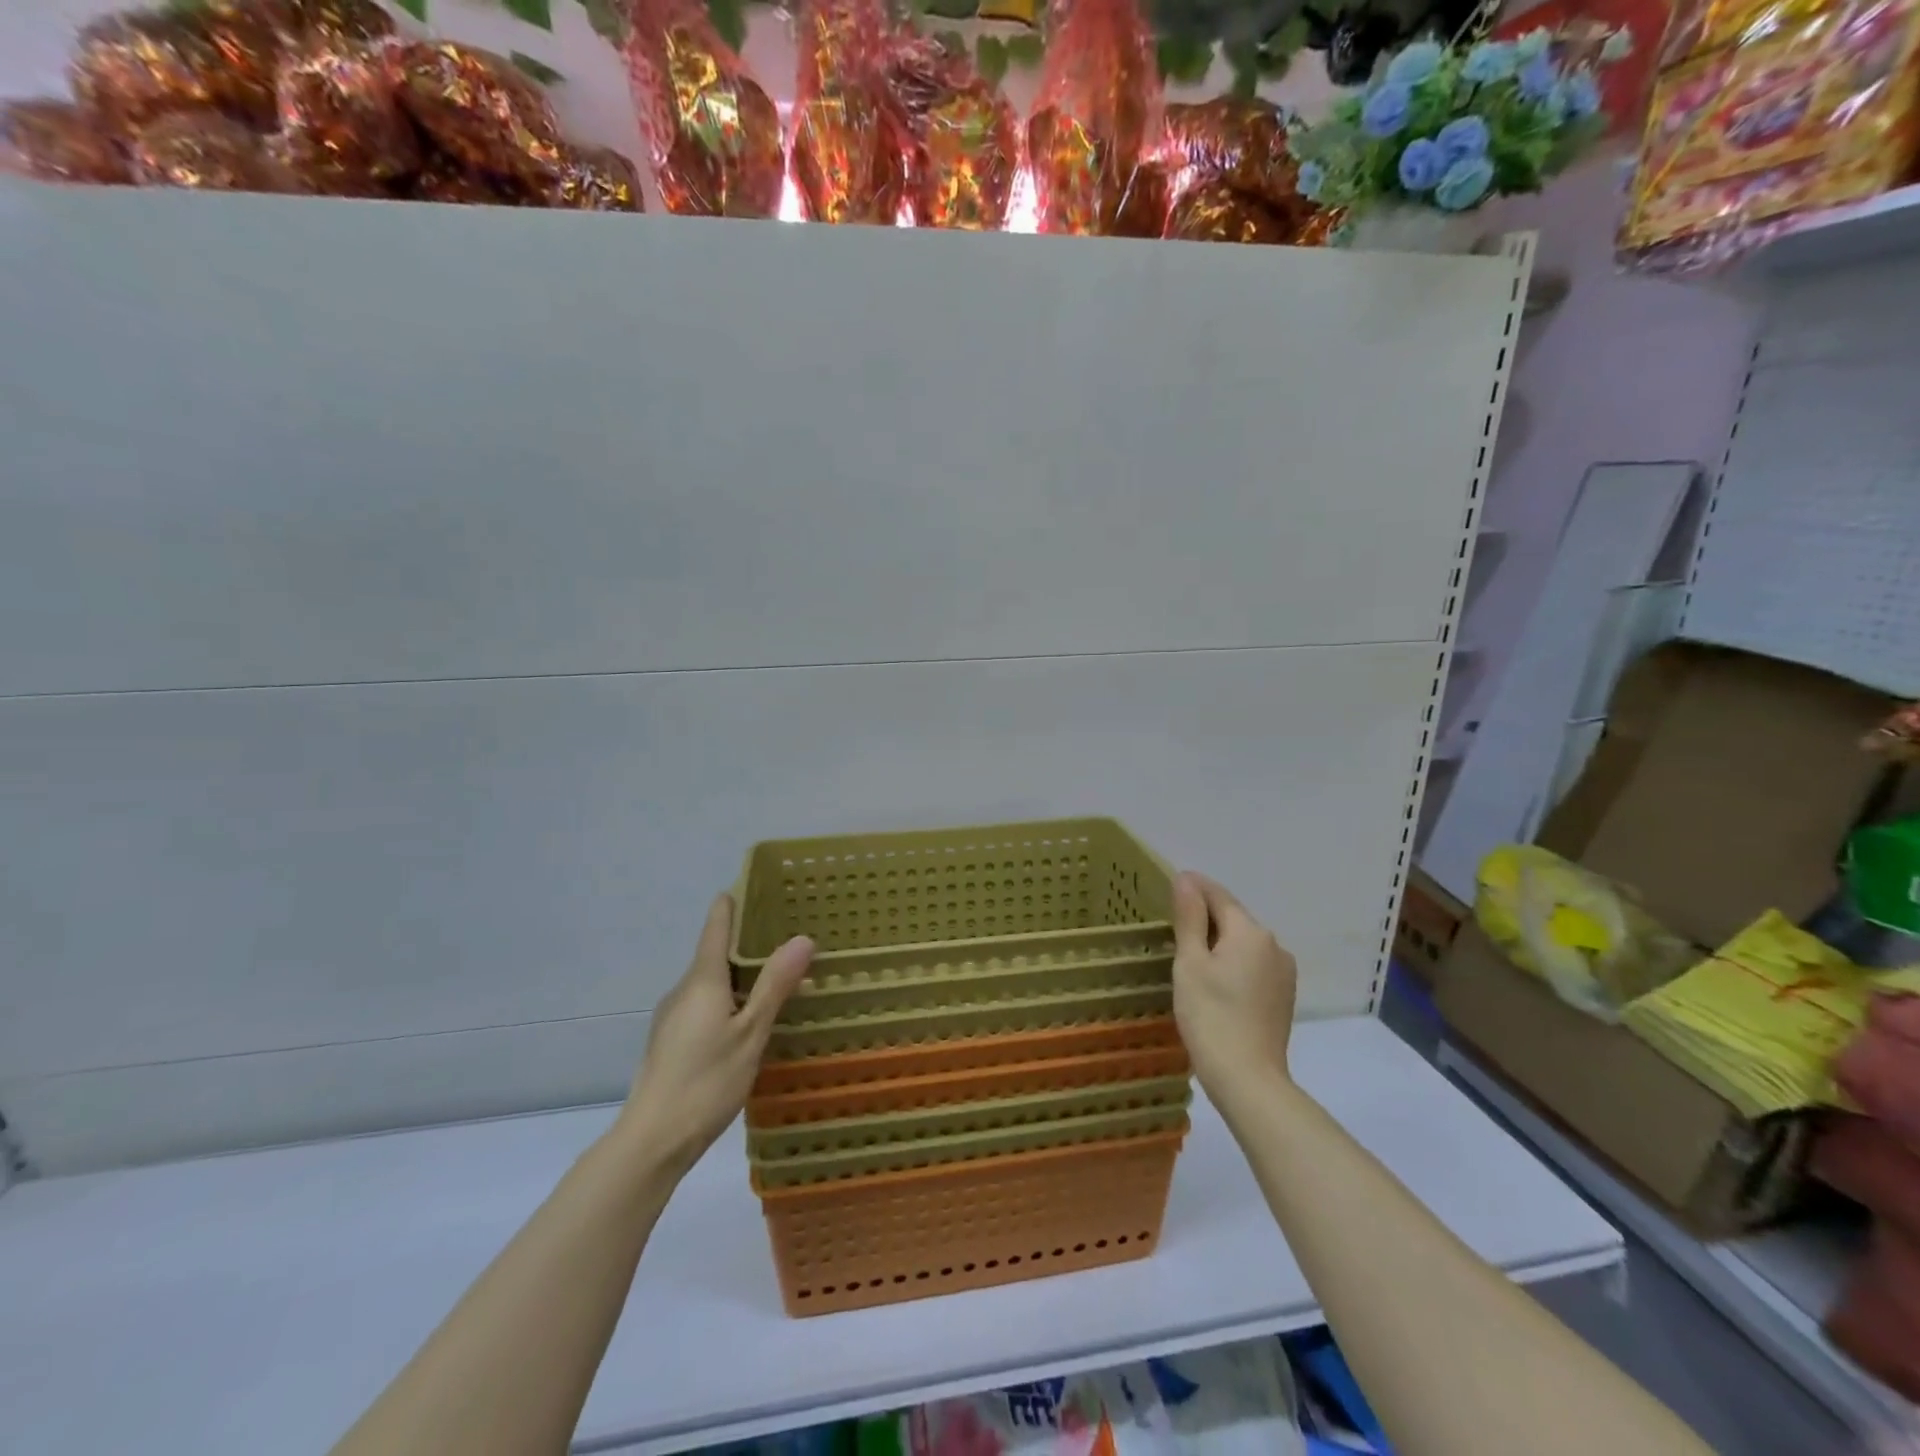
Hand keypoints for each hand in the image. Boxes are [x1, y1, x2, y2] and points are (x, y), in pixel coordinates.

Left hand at [616, 894, 812, 1176]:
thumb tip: (802, 938)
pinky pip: (703, 1006)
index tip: (752, 886)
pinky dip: (726, 1001)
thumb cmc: (706, 1082)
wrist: (651, 1142)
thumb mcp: (751, 1033)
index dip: (732, 905)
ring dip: (738, 976)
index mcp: (702, 981)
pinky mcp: (669, 1042)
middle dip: (745, 943)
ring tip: (774, 979)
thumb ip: (775, 986)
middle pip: (713, 954)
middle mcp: (683, 991)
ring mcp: (672, 1018)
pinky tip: (746, 1022)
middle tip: (784, 937)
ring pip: (709, 984)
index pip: (715, 927)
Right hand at [1171, 872, 1297, 1110]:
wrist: (1248, 1079)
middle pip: (1234, 918)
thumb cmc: (1210, 1015)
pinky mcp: (1282, 996)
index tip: (1171, 882)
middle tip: (1173, 921)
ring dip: (1219, 940)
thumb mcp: (1190, 963)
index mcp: (1250, 932)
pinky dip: (1232, 962)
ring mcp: (1283, 972)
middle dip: (1206, 915)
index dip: (1194, 887)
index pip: (1218, 896)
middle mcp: (1273, 945)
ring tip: (1190, 951)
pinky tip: (1214, 979)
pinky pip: (1253, 964)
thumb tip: (1186, 880)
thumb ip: (1190, 918)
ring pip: (1244, 943)